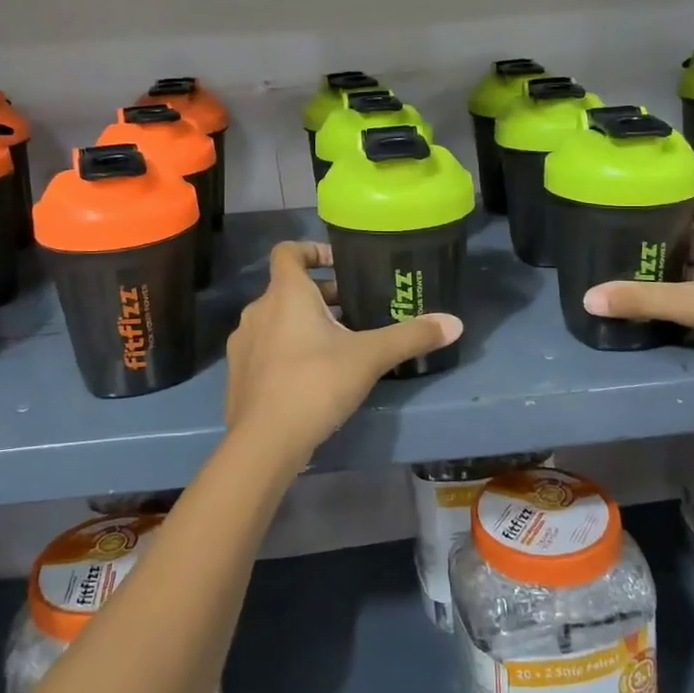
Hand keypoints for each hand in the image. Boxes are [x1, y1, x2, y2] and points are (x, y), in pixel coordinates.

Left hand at [224, 241, 462, 464]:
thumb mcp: (369, 357)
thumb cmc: (315, 384)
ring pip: (277, 319)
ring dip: (304, 323)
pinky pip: (266, 347)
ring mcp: (244, 343)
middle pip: (288, 288)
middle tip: (355, 311)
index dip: (312, 250)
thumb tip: (455, 322)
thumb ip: (410, 336)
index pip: (288, 251)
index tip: (340, 264)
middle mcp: (259, 310)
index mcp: (285, 293)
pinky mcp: (238, 373)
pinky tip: (313, 375)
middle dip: (321, 295)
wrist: (263, 443)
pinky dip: (287, 349)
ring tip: (339, 344)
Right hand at [583, 198, 693, 410]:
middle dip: (649, 228)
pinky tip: (642, 299)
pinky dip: (670, 295)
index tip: (626, 184)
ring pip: (687, 264)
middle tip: (605, 225)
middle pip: (684, 230)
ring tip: (614, 259)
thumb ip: (645, 300)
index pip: (692, 195)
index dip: (664, 185)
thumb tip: (587, 298)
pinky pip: (693, 294)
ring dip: (658, 264)